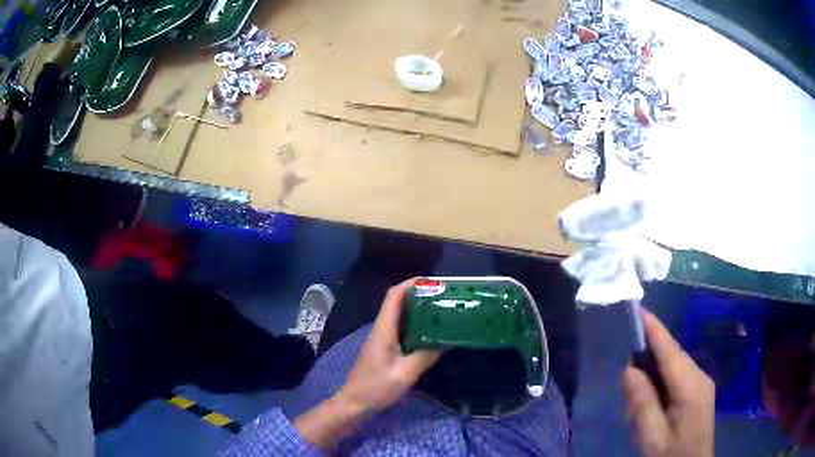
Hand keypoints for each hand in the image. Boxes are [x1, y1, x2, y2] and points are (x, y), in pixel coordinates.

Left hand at [337, 278, 440, 412]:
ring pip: (397, 315)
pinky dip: (413, 323)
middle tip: (442, 296)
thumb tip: (447, 341)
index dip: (410, 284)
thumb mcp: (405, 374)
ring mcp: (379, 338)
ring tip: (439, 310)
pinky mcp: (382, 348)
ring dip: (416, 308)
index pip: (393, 296)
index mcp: (383, 330)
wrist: (354, 402)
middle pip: (396, 302)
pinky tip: (427, 332)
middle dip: (417, 294)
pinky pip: (398, 328)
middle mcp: (380, 329)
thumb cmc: (376, 387)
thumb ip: (426, 356)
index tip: (432, 282)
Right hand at [622, 310, 714, 456]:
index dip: (654, 329)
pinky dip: (662, 381)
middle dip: (650, 355)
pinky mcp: (699, 391)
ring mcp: (702, 383)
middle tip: (626, 372)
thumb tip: (629, 369)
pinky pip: (678, 376)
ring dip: (654, 373)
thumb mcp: (652, 436)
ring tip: (637, 401)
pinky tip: (652, 402)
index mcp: (691, 386)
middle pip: (673, 355)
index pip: (670, 350)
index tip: (638, 309)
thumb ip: (642, 403)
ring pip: (675, 366)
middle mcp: (699, 377)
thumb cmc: (672, 454)